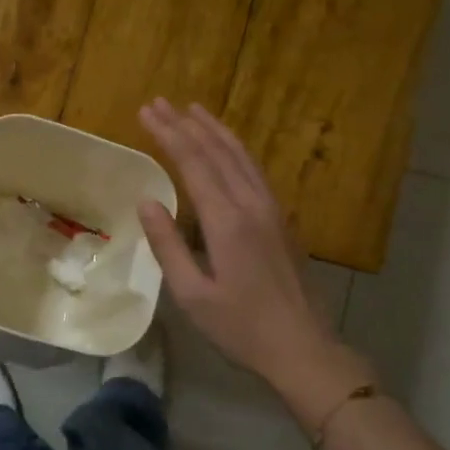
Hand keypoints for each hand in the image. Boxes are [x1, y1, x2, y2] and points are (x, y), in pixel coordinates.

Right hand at [137, 100, 374, 417]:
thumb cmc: (241, 328)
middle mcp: (252, 205)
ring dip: (215, 131)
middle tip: (160, 103)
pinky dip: (235, 150)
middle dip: (186, 124)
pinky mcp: (282, 220)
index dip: (168, 135)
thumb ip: (167, 246)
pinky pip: (254, 171)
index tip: (146, 112)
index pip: (193, 164)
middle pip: (217, 152)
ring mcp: (272, 210)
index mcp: (227, 222)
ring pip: (241, 156)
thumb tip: (146, 202)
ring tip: (193, 110)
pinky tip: (227, 149)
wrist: (303, 347)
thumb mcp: (192, 295)